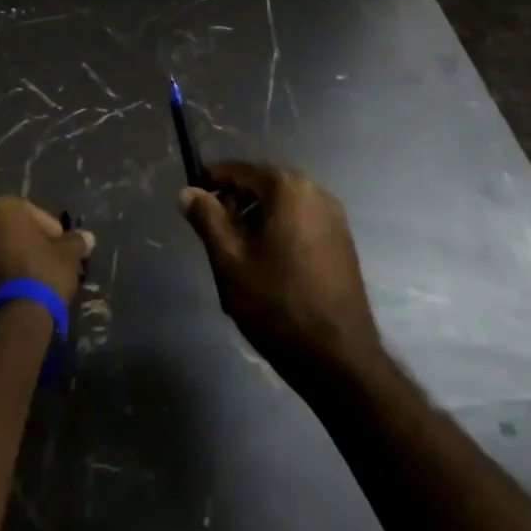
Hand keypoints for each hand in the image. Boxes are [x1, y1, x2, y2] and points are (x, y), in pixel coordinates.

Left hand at [0, 196, 94, 306]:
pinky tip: (19, 290)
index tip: (63, 249)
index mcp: (2, 207)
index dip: (52, 232)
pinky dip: (2, 274)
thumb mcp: (67, 256)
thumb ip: (76, 242)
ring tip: (35, 278)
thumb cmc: (42, 273)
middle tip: (50, 261)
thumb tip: (88, 237)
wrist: (13, 318)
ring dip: (15, 258)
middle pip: (13, 230)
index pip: (34, 214)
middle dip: (30, 243)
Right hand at [180, 161, 381, 384]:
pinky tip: (266, 266)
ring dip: (255, 221)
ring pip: (280, 206)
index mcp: (288, 188)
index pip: (238, 170)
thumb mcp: (230, 260)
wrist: (339, 361)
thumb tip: (188, 192)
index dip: (210, 181)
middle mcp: (315, 192)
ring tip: (236, 258)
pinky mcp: (342, 241)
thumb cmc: (277, 305)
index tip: (191, 201)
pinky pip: (300, 222)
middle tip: (213, 237)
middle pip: (261, 186)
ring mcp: (334, 217)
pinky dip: (278, 232)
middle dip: (234, 204)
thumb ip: (207, 219)